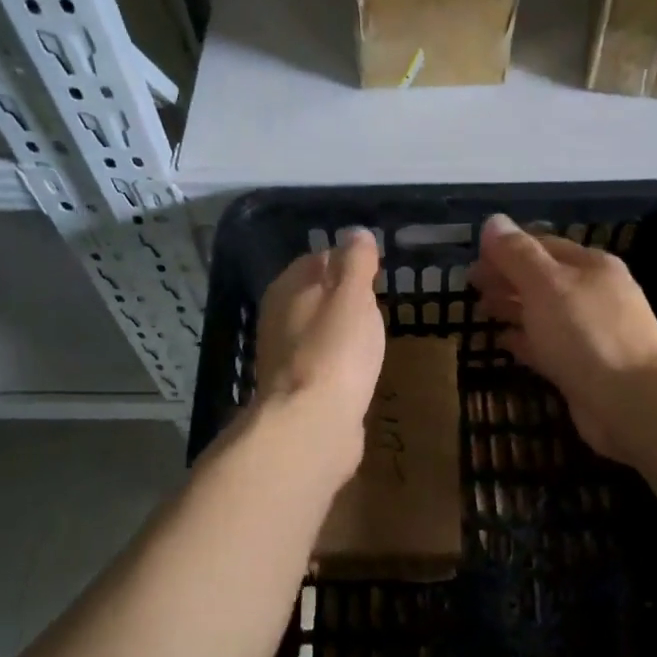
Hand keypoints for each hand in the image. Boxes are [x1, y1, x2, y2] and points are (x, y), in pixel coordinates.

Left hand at [253, 230, 385, 478]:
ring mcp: (286, 358)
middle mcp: (279, 319)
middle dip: (341, 296)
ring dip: (339, 330)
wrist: (313, 424)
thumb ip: (355, 262)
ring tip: (372, 332)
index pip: (316, 260)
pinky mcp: (299, 391)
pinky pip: (323, 364)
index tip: (373, 267)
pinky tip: (358, 368)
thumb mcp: (353, 296)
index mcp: (288, 289)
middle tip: (377, 300)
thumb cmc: (335, 350)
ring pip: (316, 331)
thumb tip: (355, 232)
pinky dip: (339, 361)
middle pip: (313, 296)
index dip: (344, 259)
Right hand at [469, 213, 656, 463]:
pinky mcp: (583, 368)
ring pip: (543, 313)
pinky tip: (502, 343)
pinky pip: (547, 347)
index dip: (506, 248)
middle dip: (507, 278)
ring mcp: (590, 333)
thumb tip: (492, 221)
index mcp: (590, 266)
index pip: (542, 245)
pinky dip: (524, 342)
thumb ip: (517, 254)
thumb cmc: (587, 333)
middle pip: (542, 279)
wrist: (632, 402)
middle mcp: (593, 295)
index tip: (473, 257)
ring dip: (513, 308)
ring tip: (481, 309)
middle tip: (471, 285)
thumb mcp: (546, 284)